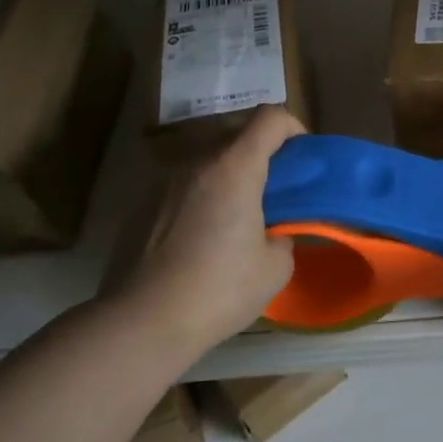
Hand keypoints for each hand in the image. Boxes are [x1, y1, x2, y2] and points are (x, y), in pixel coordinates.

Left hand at [123, 106, 304, 352]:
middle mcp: (196, 163)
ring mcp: (162, 183)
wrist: (141, 323)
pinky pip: (182, 187)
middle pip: (236, 133)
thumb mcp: (274, 268)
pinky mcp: (141, 207)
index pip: (270, 118)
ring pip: (206, 159)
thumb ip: (282, 237)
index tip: (302, 156)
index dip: (292, 128)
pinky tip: (202, 239)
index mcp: (234, 168)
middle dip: (261, 151)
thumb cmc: (218, 290)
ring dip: (228, 174)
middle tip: (275, 188)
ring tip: (237, 214)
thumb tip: (273, 235)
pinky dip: (201, 197)